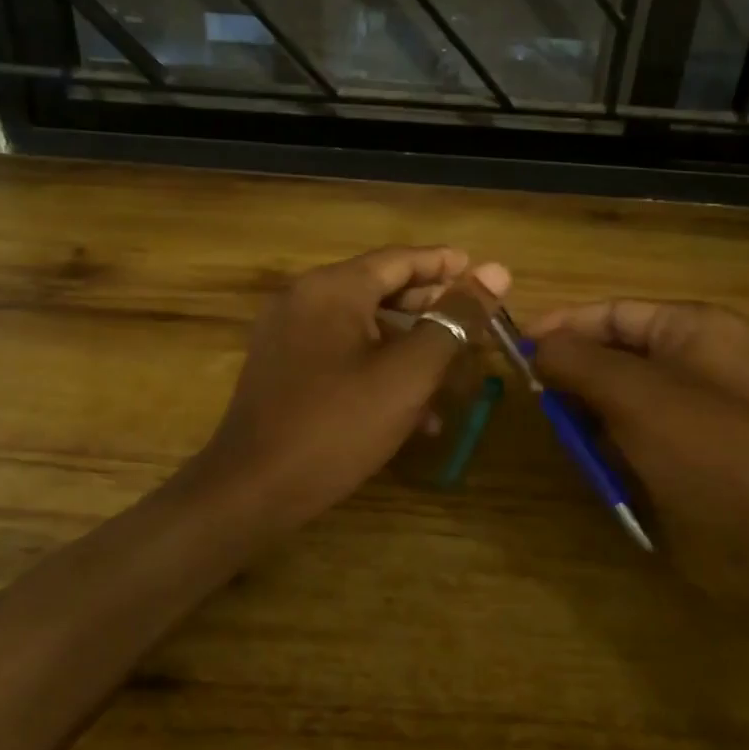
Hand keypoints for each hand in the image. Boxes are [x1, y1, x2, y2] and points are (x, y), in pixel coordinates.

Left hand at [183, 246, 509, 535]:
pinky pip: (341, 353)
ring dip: (409, 346)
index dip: (447, 266)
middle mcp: (304, 299)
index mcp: (332, 288)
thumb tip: (497, 271)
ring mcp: (288, 334)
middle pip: (381, 288)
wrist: (251, 490)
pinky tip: (412, 409)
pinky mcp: (282, 367)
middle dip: (432, 309)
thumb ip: (453, 321)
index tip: (486, 275)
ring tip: (452, 372)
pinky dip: (378, 367)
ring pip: (363, 326)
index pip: (401, 259)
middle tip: (476, 324)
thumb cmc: (336, 426)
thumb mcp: (407, 374)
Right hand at [530, 300, 748, 601]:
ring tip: (567, 438)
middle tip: (538, 399)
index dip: (563, 326)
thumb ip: (575, 360)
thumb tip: (535, 350)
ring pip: (615, 398)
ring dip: (586, 416)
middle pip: (612, 354)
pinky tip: (595, 466)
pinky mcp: (684, 454)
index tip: (516, 349)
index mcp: (694, 329)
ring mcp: (691, 411)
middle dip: (573, 375)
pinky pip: (629, 435)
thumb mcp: (632, 393)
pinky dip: (605, 447)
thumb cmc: (706, 450)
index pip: (613, 312)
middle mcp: (695, 361)